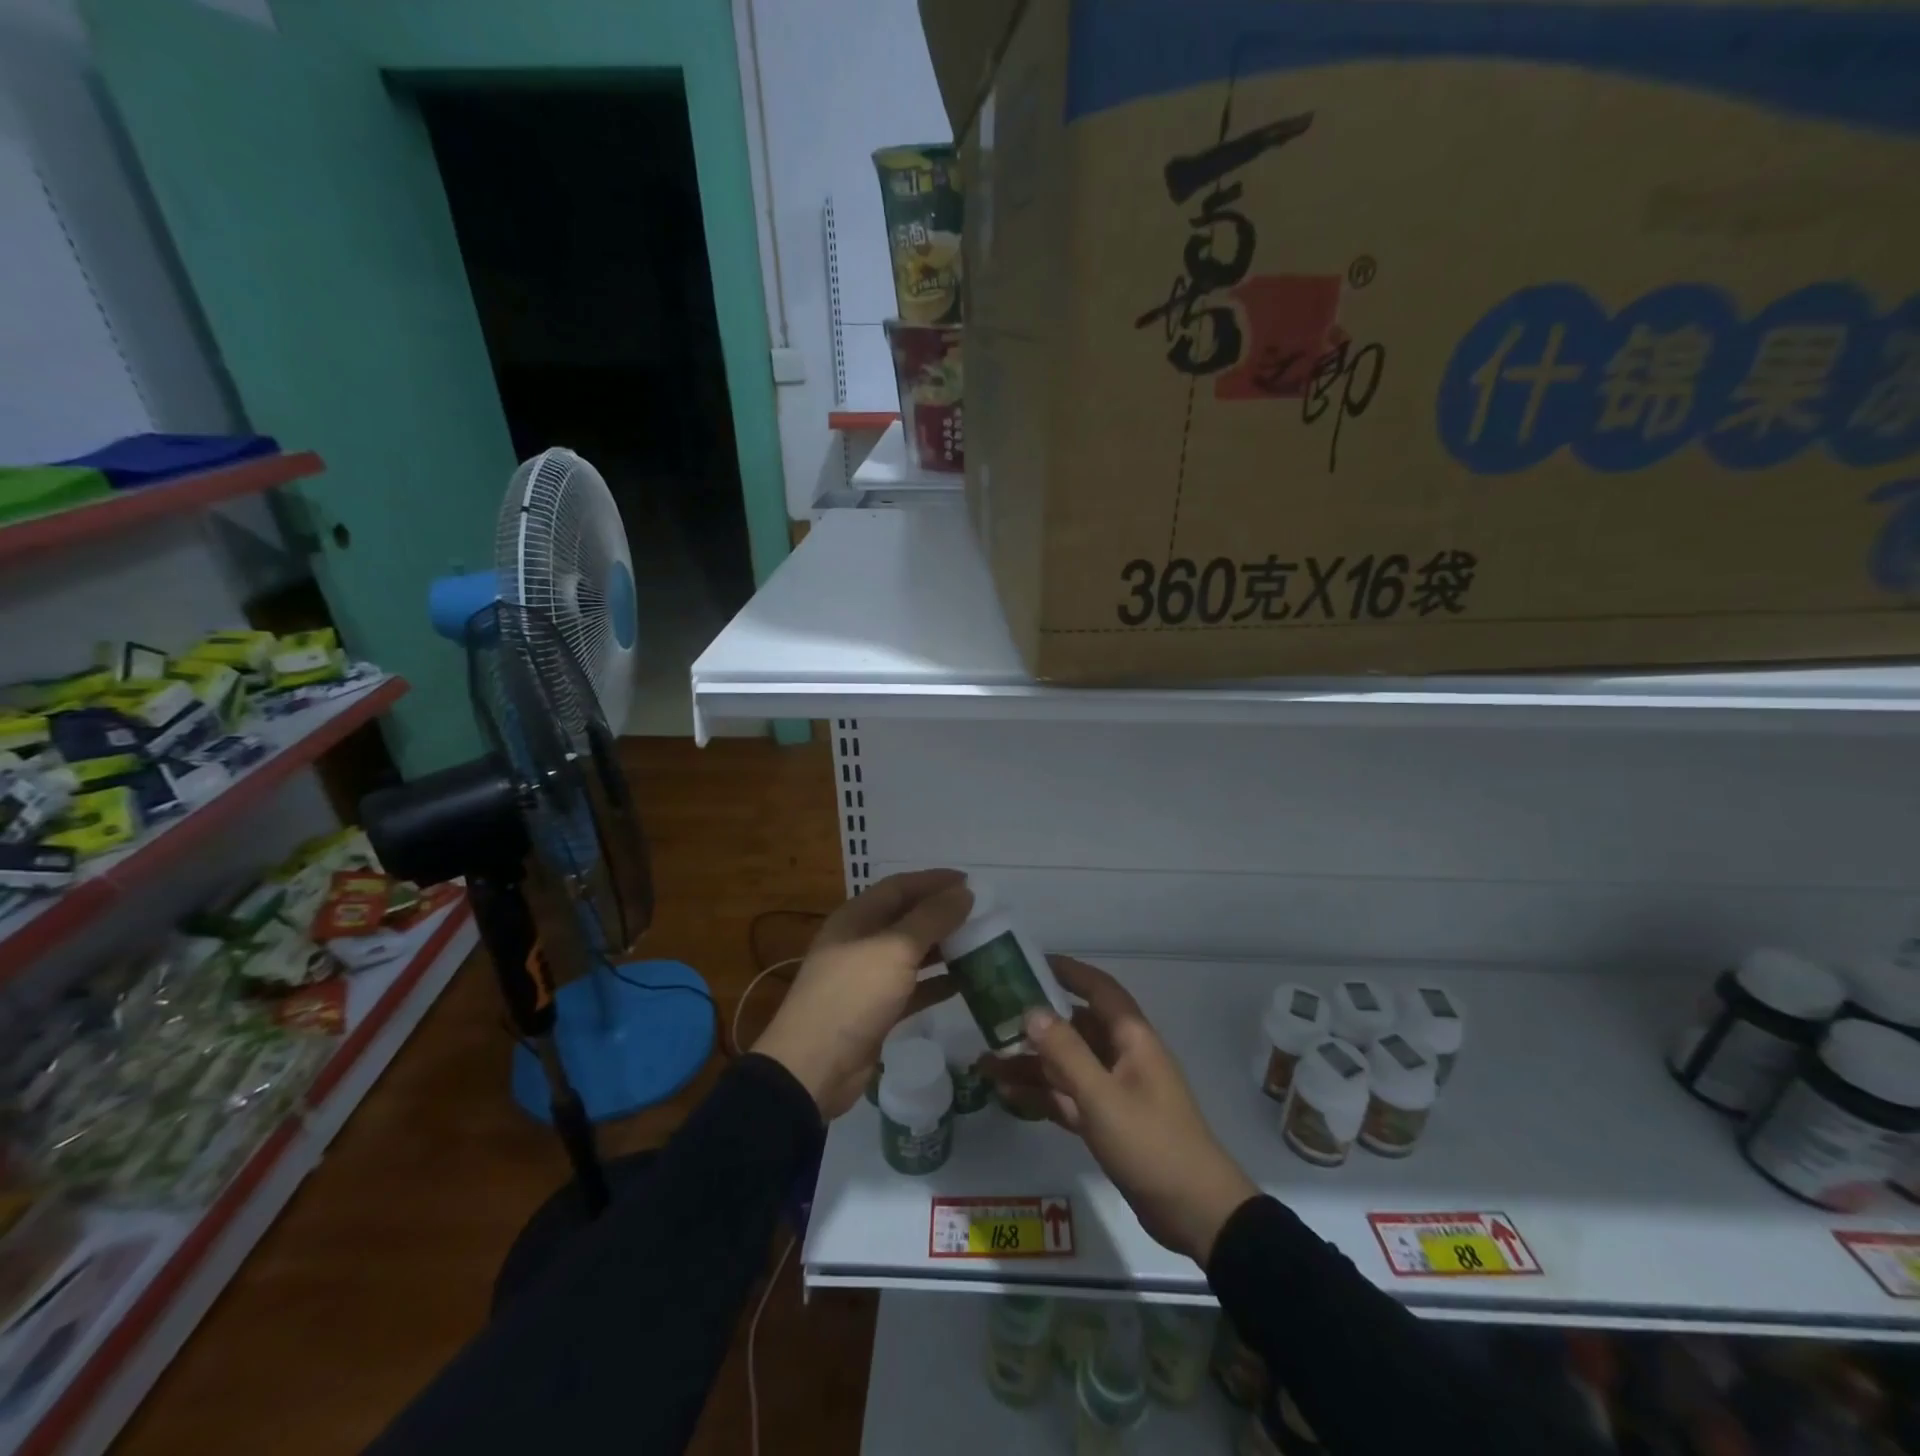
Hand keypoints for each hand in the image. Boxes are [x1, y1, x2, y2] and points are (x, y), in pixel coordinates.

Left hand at [752, 870, 971, 1118]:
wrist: (814, 1067)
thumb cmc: (853, 995)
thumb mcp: (895, 949)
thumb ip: (932, 918)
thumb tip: (964, 892)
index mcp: (857, 917)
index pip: (900, 886)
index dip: (934, 881)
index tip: (971, 882)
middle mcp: (861, 941)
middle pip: (907, 918)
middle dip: (942, 914)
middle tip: (981, 915)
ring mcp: (867, 978)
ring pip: (912, 953)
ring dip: (944, 948)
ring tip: (980, 944)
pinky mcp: (877, 1010)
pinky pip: (913, 987)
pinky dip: (937, 983)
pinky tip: (966, 983)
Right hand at [987, 956, 1257, 1265]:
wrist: (1195, 1213)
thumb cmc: (1151, 1143)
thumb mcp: (1103, 1097)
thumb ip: (1066, 1052)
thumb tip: (1031, 1010)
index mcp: (1131, 1038)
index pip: (1098, 989)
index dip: (1068, 971)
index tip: (1030, 962)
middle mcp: (1122, 1057)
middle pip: (1075, 1027)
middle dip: (1035, 1023)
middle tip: (992, 1018)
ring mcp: (1114, 1090)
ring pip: (1066, 1065)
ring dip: (1030, 1063)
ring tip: (985, 1063)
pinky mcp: (1107, 1122)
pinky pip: (1068, 1097)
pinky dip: (1041, 1094)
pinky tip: (1006, 1094)